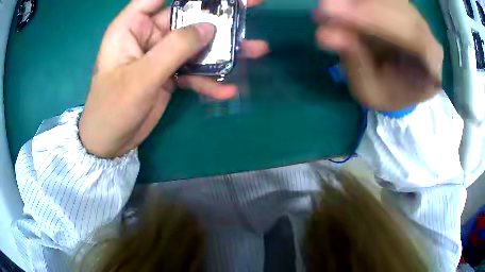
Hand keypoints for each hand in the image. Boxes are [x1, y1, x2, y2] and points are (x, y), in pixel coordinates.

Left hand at [79, 0, 268, 157]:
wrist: (110, 142)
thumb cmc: (112, 108)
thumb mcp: (141, 77)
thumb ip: (174, 49)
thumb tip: (209, 28)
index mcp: (132, 27)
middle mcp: (148, 35)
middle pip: (186, 17)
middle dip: (217, 16)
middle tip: (251, 6)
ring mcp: (161, 55)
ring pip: (196, 44)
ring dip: (224, 50)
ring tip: (256, 49)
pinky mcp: (169, 74)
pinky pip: (193, 71)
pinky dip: (209, 80)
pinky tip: (227, 90)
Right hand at [316, 0, 442, 110]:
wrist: (401, 86)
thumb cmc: (389, 94)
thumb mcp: (370, 91)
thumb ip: (355, 63)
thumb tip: (326, 35)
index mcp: (430, 64)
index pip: (410, 33)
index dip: (373, 19)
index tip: (333, 13)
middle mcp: (426, 34)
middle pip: (398, 7)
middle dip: (360, 6)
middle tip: (323, 10)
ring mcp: (414, 17)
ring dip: (356, 1)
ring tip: (328, 11)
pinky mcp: (401, 7)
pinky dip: (358, 1)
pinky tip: (341, 6)